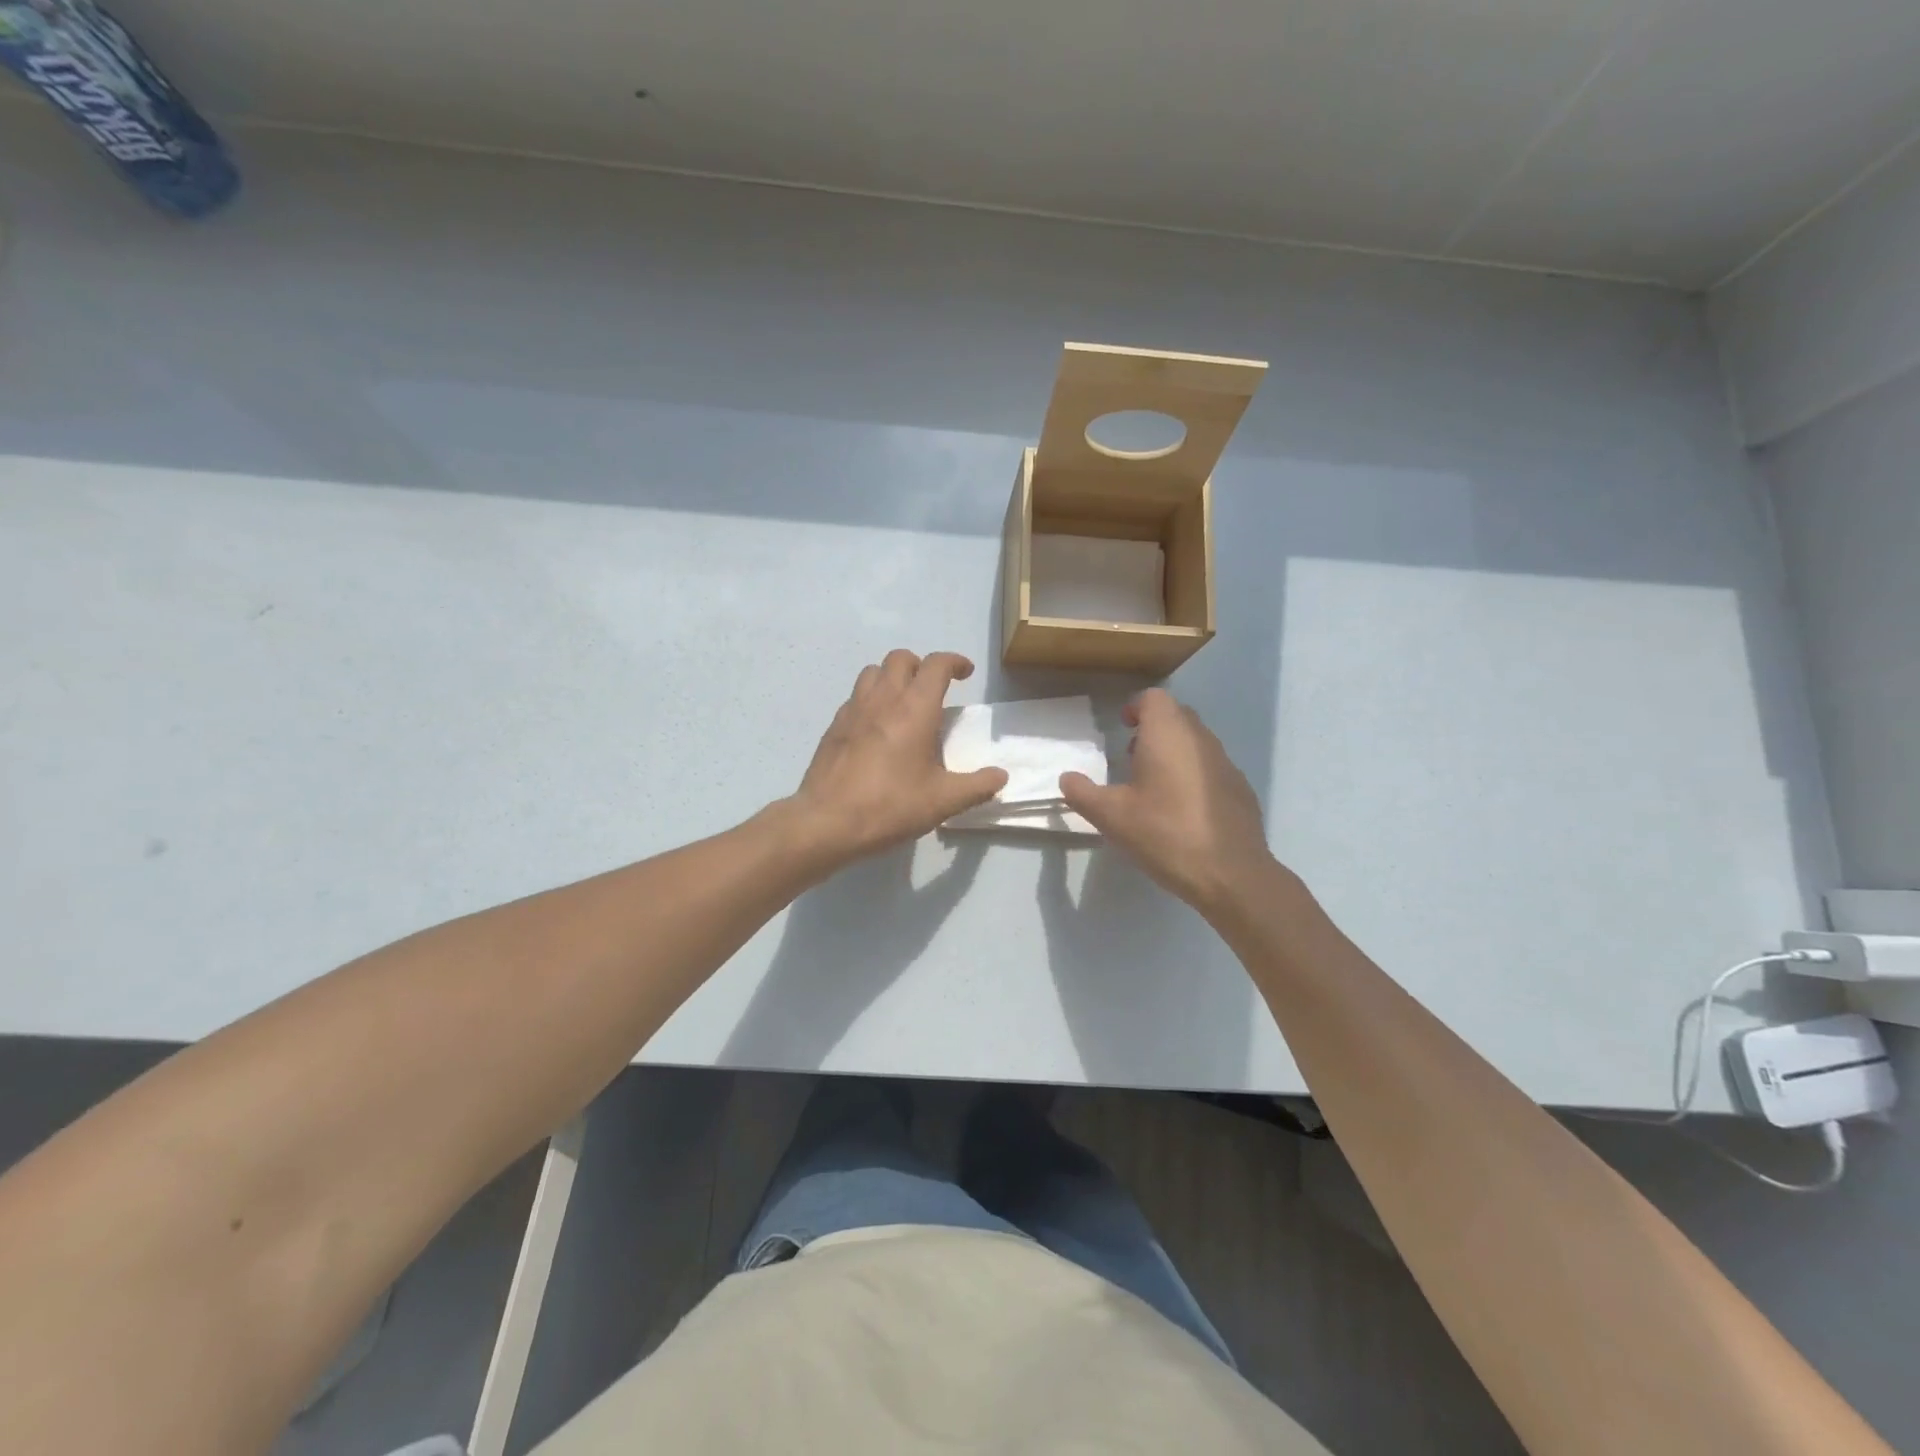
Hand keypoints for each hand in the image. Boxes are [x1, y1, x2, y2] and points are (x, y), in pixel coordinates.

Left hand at [786, 650, 1006, 867]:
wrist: (827, 822)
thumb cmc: (890, 806)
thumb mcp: (943, 801)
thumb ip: (976, 786)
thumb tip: (1000, 777)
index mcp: (914, 709)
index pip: (936, 665)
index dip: (954, 662)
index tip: (965, 673)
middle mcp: (883, 699)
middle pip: (900, 658)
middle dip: (921, 665)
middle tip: (933, 689)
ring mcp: (853, 710)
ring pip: (872, 672)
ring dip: (891, 677)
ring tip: (903, 703)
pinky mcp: (833, 727)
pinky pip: (855, 698)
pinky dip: (870, 700)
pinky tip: (876, 729)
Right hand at [1059, 688, 1277, 914]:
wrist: (1231, 874)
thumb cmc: (1165, 833)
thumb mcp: (1111, 816)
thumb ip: (1083, 793)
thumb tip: (1067, 779)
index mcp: (1168, 735)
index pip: (1154, 698)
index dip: (1136, 708)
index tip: (1122, 728)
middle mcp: (1200, 739)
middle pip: (1176, 716)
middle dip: (1153, 728)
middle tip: (1131, 757)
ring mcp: (1226, 763)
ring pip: (1196, 741)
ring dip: (1174, 752)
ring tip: (1154, 786)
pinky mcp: (1241, 788)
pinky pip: (1211, 768)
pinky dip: (1194, 775)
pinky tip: (1183, 810)